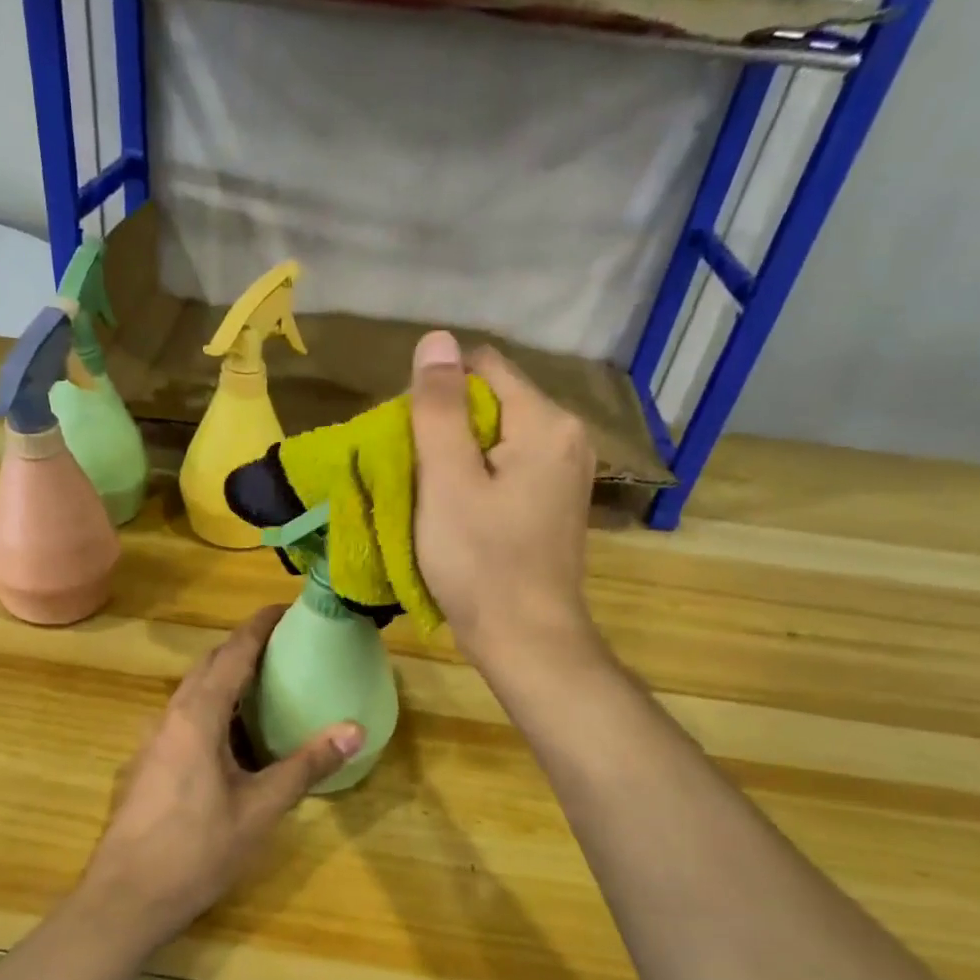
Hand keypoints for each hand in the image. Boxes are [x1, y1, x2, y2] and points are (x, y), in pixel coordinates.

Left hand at [77, 607, 364, 950]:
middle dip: (243, 648)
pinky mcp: (146, 765)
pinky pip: (183, 719)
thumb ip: (306, 765)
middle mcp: (170, 716)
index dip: (259, 626)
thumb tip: (355, 729)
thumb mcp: (260, 808)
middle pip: (209, 666)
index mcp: (197, 715)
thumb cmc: (196, 849)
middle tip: (284, 647)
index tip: (286, 608)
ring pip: (192, 693)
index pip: (232, 653)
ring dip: (226, 680)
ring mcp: (152, 741)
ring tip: (264, 686)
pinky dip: (212, 710)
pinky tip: (232, 739)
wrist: (125, 898)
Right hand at [410, 330, 599, 670]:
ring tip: (432, 496)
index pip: (484, 367)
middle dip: (448, 427)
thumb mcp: (447, 481)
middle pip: (493, 402)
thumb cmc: (480, 562)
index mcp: (547, 422)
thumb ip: (439, 408)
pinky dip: (479, 479)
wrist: (526, 640)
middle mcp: (568, 437)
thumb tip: (436, 339)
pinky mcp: (556, 503)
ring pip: (498, 438)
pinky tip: (460, 513)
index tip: (411, 439)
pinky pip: (509, 468)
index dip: (438, 392)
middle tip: (416, 473)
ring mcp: (567, 472)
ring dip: (459, 456)